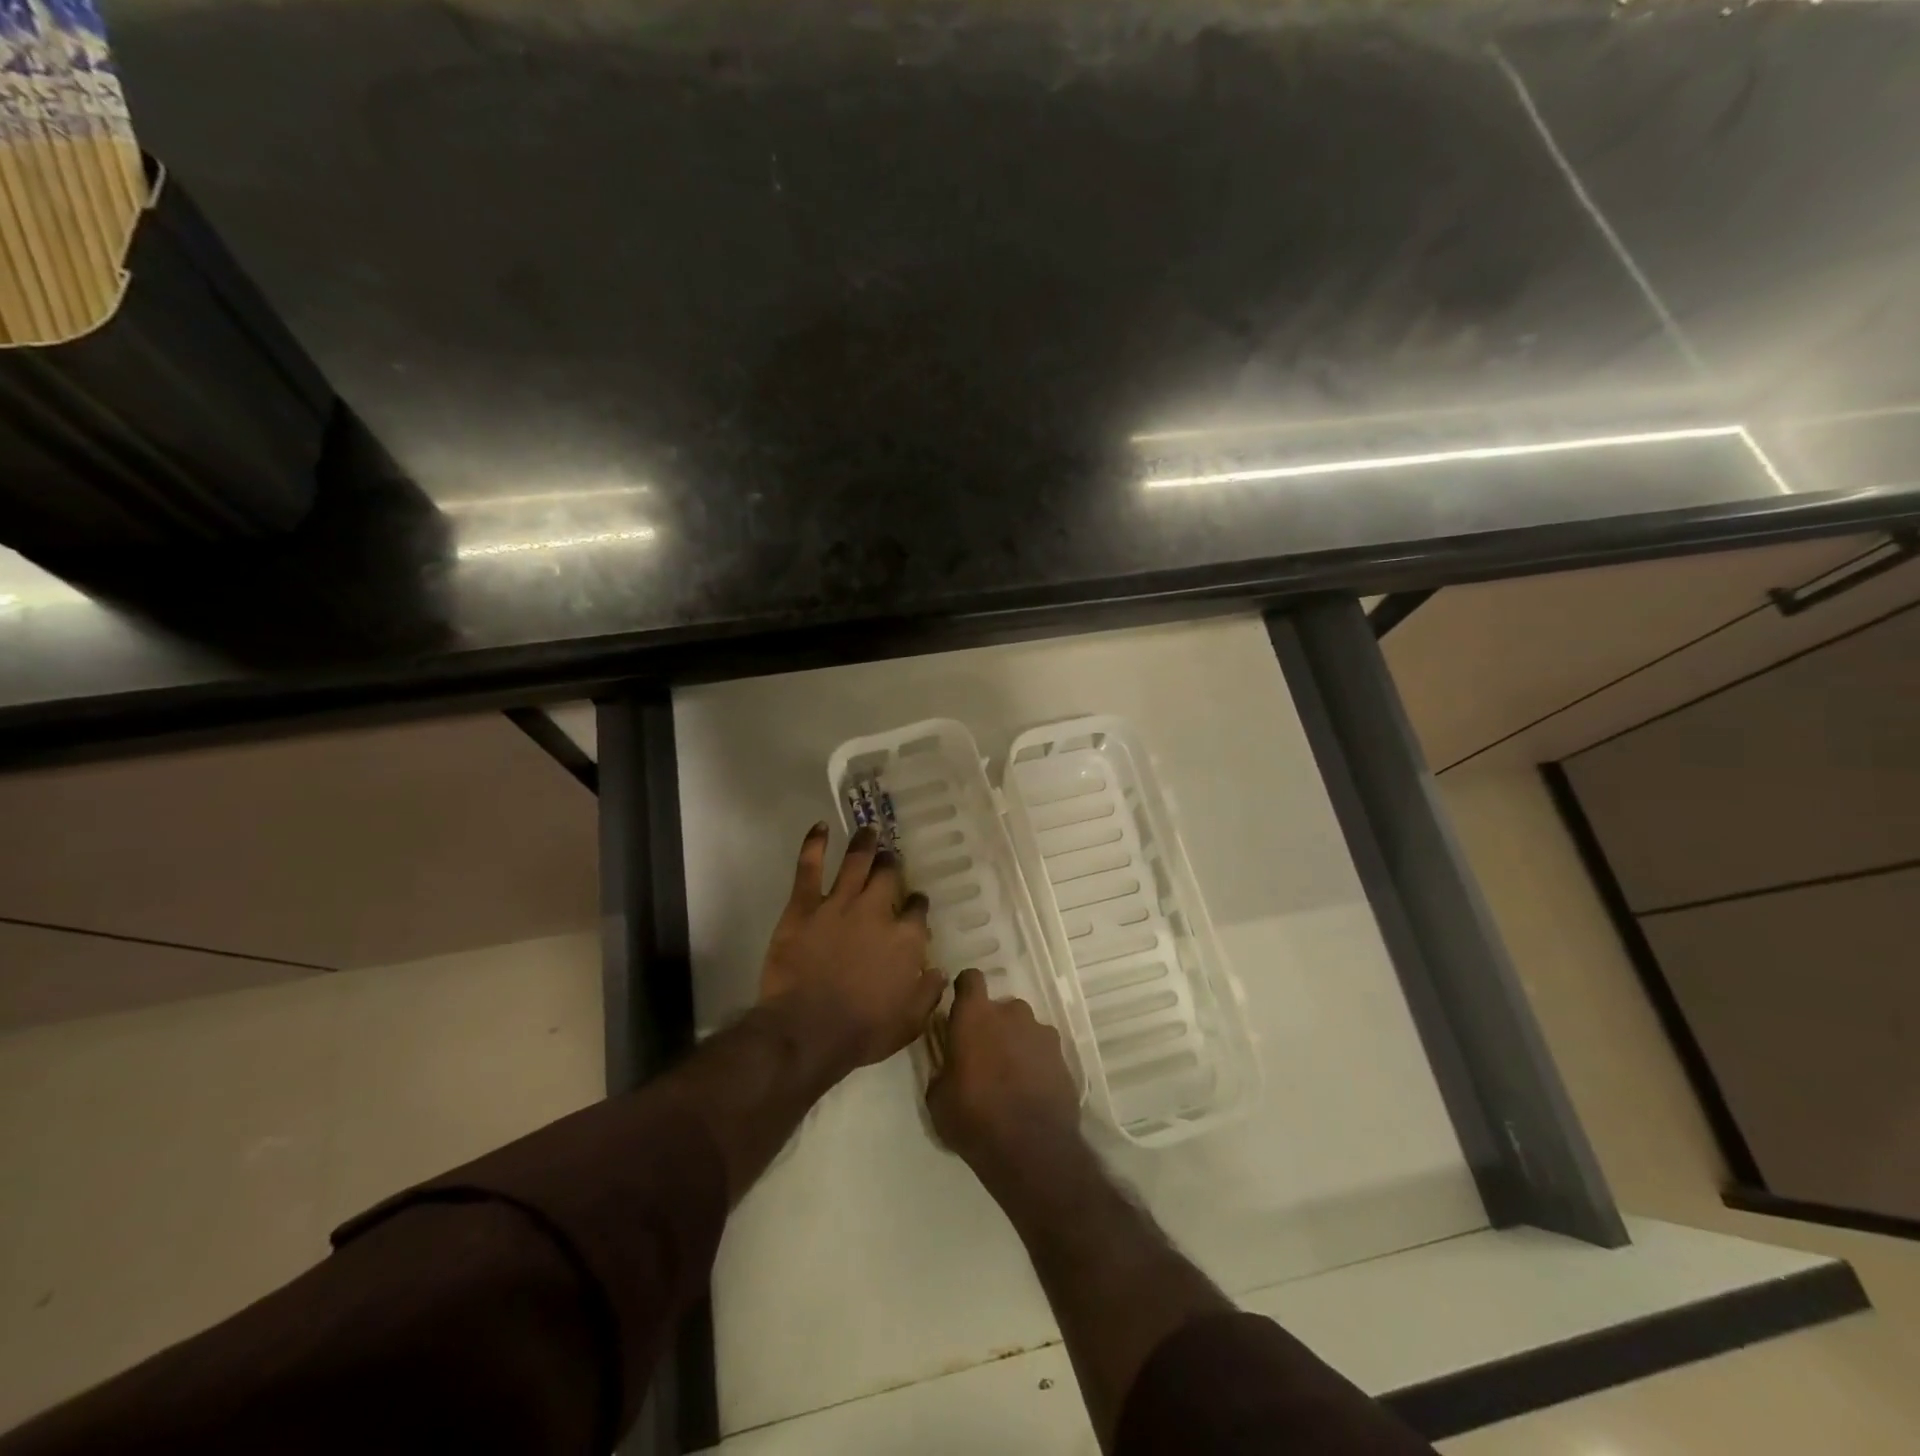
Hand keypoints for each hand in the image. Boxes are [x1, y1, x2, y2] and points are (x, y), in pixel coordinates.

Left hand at [759, 822, 945, 1074]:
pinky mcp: (804, 907)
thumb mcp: (910, 1022)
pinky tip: (820, 827)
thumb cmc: (862, 1031)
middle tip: (890, 858)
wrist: (808, 1030)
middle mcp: (877, 912)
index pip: (917, 911)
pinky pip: (809, 868)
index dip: (917, 903)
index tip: (915, 901)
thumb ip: (928, 992)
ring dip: (864, 844)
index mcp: (905, 939)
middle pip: (888, 877)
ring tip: (869, 829)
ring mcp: (839, 904)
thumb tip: (939, 971)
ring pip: (856, 863)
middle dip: (892, 865)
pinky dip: (815, 845)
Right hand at [928, 968, 1081, 1178]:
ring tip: (1011, 1078)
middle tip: (984, 1058)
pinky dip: (1036, 1063)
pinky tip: (1031, 1091)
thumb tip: (948, 1066)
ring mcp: (1041, 1033)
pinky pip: (1043, 1051)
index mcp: (975, 1015)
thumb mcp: (938, 1099)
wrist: (1032, 1149)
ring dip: (1016, 1044)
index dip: (965, 990)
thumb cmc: (974, 1118)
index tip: (960, 1008)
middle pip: (1000, 1008)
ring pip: (1023, 1029)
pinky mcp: (1063, 1056)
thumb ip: (943, 1069)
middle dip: (993, 1025)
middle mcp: (1011, 1013)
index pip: (970, 978)